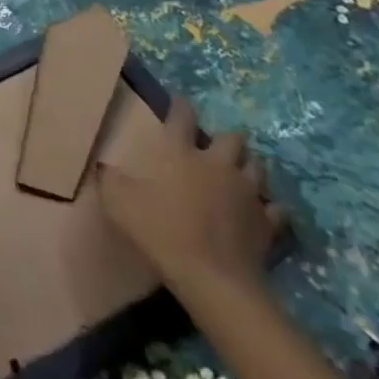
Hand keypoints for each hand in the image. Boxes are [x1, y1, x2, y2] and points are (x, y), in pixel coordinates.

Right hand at [96, 99, 286, 291]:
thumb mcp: (118, 202)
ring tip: (239, 173)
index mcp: (180, 153)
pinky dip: (269, 207)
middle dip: (226, 139)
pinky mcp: (267, 222)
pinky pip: (275, 209)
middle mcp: (217, 164)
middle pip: (232, 138)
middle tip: (216, 147)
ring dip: (248, 166)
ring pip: (257, 167)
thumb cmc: (160, 230)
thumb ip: (110, 179)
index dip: (180, 106)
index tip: (180, 102)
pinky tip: (262, 212)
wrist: (211, 277)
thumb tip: (103, 166)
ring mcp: (246, 192)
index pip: (182, 116)